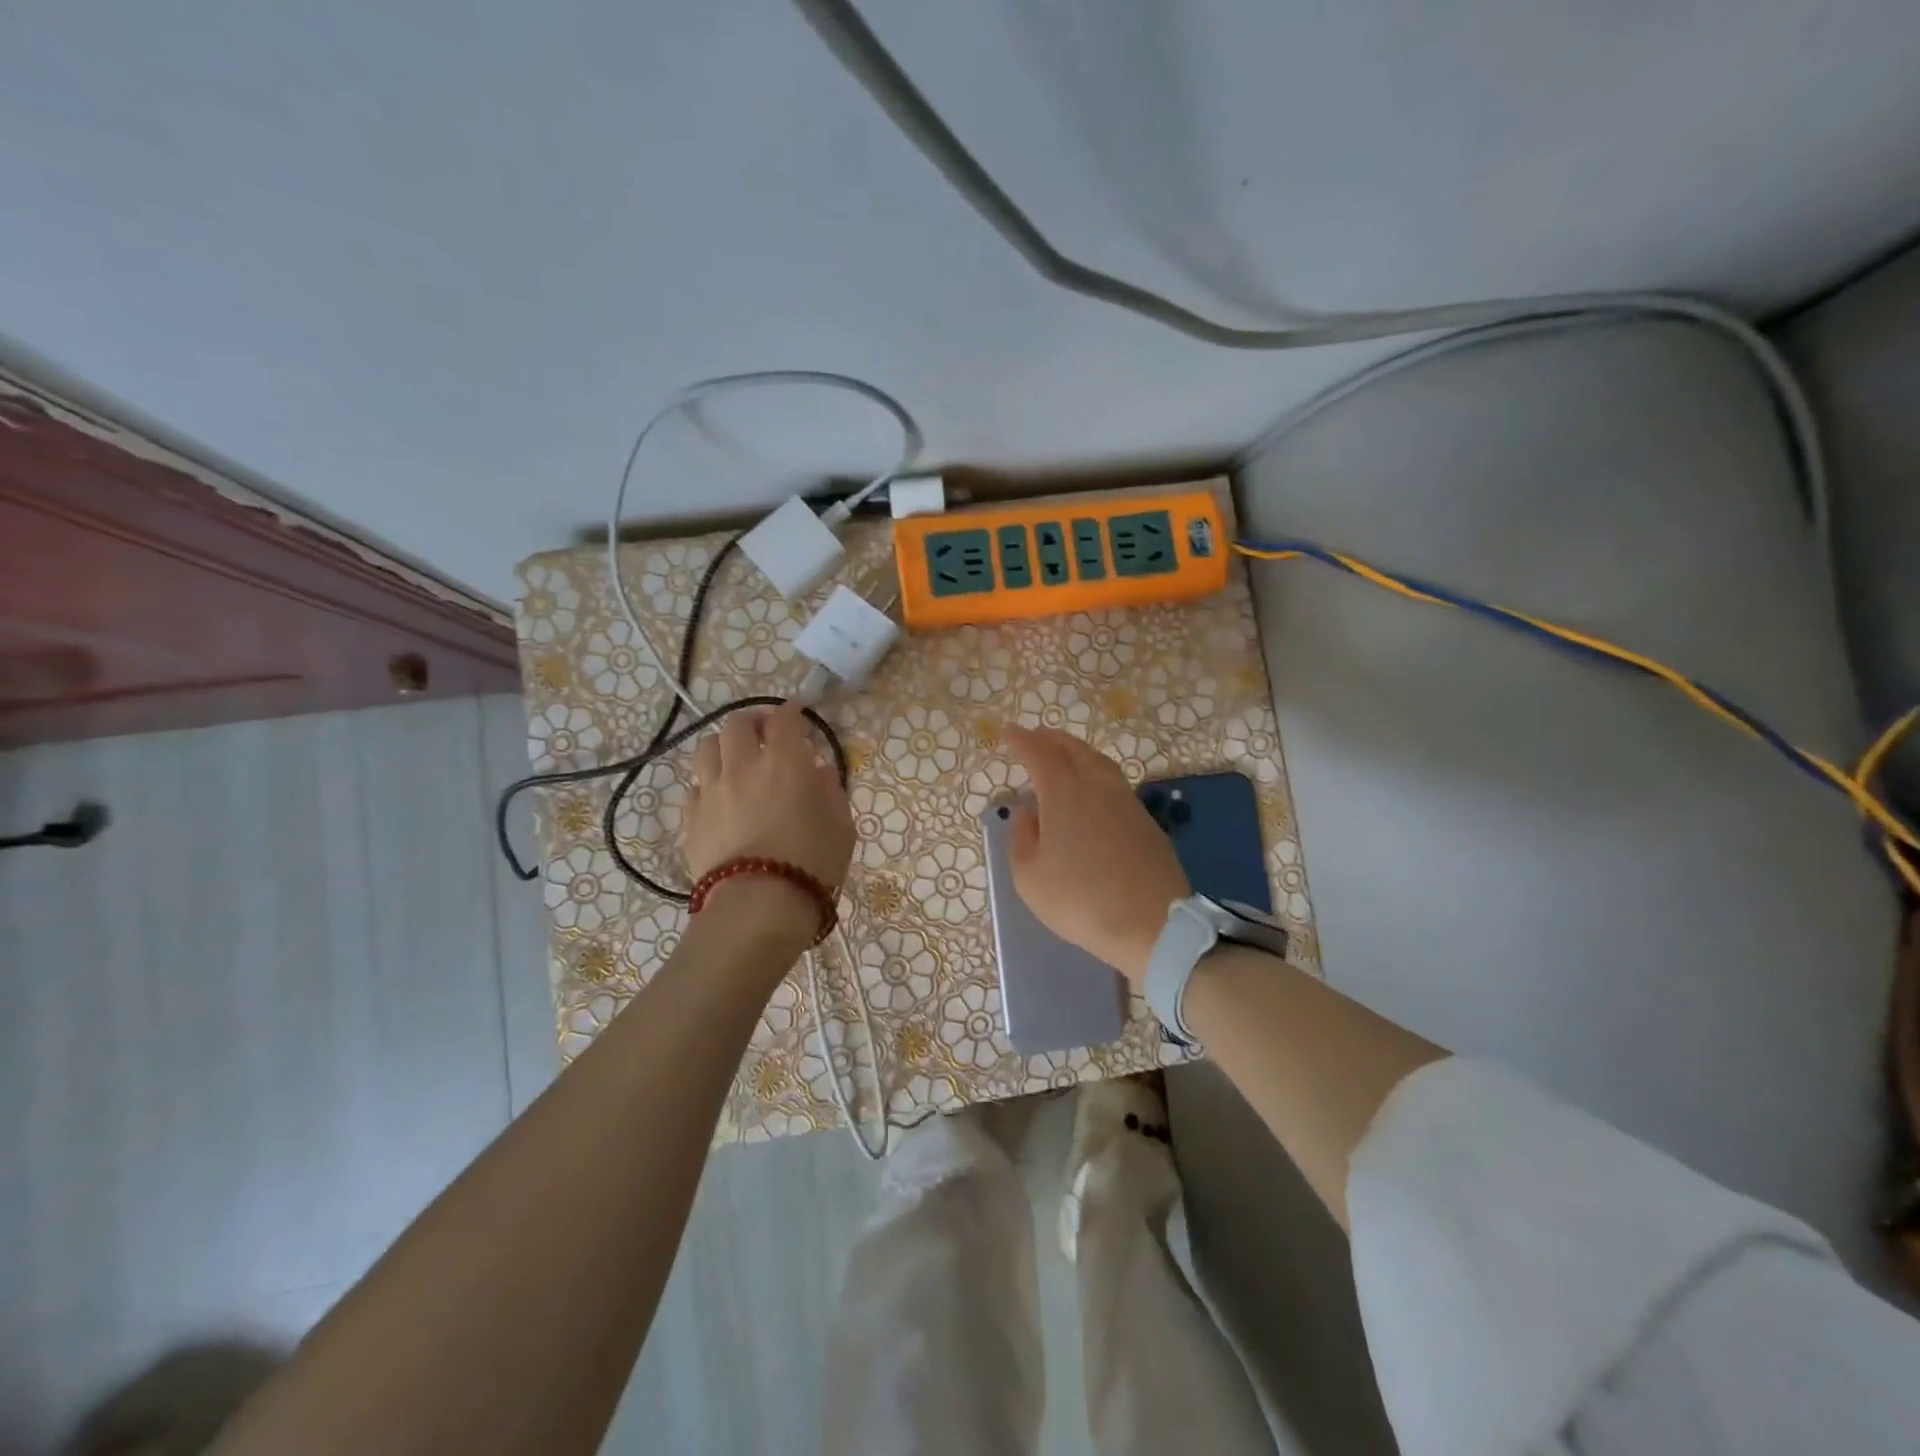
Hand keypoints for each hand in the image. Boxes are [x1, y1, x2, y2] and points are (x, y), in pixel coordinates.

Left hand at [686, 704, 854, 934]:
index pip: (784, 718)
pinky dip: (709, 783)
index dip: (792, 710)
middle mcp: (743, 766)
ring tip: (736, 759)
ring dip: (724, 746)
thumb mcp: (841, 826)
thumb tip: (819, 771)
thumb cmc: (812, 864)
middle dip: (754, 720)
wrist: (758, 906)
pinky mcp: (691, 819)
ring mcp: (711, 791)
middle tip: (766, 732)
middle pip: (737, 723)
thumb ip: (831, 792)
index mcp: (785, 762)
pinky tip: (720, 798)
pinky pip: (695, 787)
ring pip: (707, 748)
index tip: (799, 713)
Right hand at [1004, 725, 1189, 984]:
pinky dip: (1096, 771)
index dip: (1022, 740)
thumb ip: (1021, 838)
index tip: (1009, 731)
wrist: (1152, 924)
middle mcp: (1096, 785)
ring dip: (1076, 751)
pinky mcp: (1145, 820)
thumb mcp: (1029, 877)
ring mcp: (1126, 801)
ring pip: (1098, 761)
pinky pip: (1114, 781)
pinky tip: (1092, 787)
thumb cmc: (1080, 900)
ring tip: (1063, 755)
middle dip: (1050, 739)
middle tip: (1035, 736)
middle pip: (1073, 749)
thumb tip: (1027, 812)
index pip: (1039, 754)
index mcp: (1063, 792)